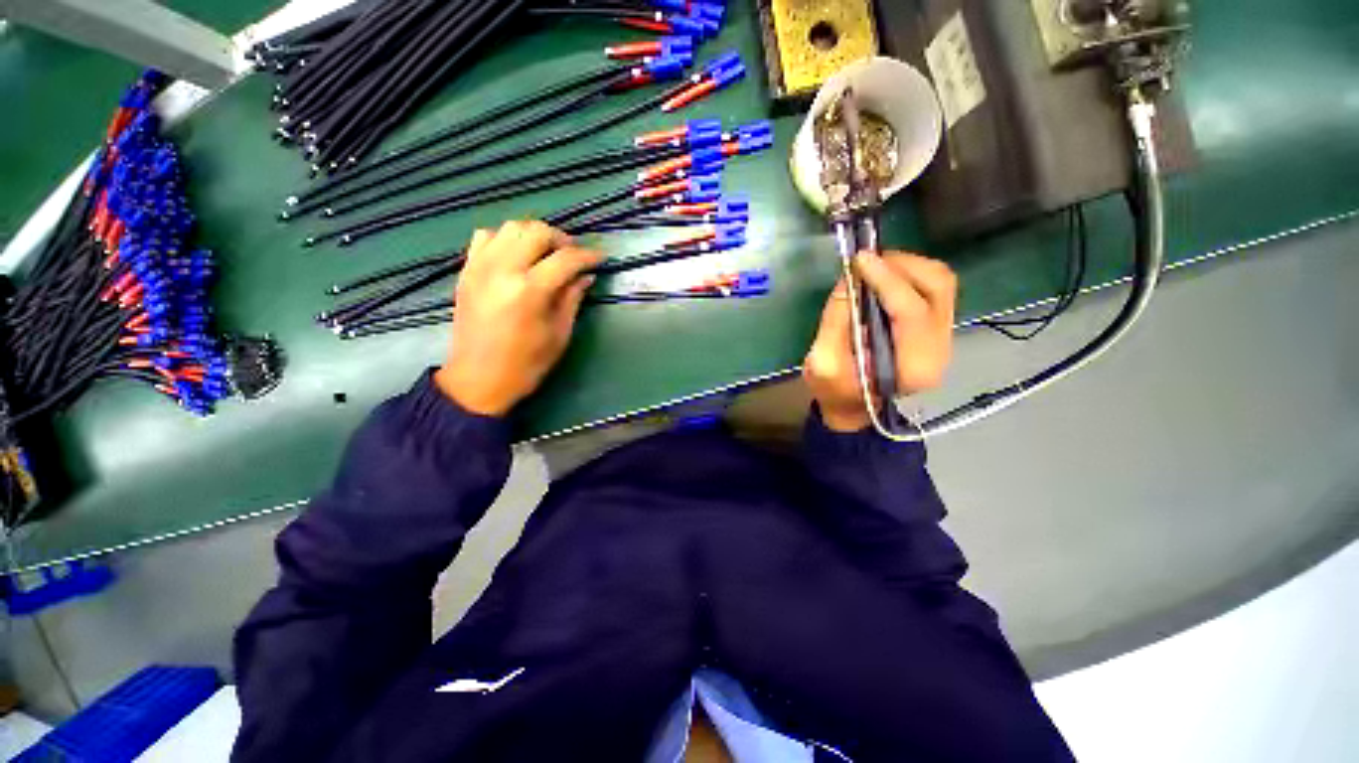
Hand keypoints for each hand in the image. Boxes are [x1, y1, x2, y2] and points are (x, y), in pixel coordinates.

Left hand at [435, 221, 601, 415]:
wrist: (478, 379)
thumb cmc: (526, 364)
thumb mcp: (559, 334)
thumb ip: (572, 299)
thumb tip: (586, 275)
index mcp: (529, 291)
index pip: (565, 259)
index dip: (587, 256)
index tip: (600, 258)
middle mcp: (502, 270)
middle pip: (536, 231)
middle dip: (562, 239)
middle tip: (574, 255)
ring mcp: (479, 267)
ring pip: (510, 227)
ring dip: (534, 234)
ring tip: (547, 252)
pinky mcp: (466, 271)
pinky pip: (486, 237)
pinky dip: (506, 238)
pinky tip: (517, 255)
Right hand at [803, 252, 957, 431]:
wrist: (853, 407)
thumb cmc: (835, 391)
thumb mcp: (822, 362)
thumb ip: (836, 319)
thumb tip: (850, 277)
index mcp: (913, 367)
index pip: (912, 311)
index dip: (887, 280)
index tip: (860, 259)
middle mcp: (939, 349)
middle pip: (939, 288)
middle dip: (903, 265)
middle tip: (868, 260)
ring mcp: (943, 338)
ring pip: (941, 283)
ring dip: (909, 266)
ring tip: (875, 265)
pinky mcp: (936, 329)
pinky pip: (934, 290)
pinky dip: (910, 275)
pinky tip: (885, 277)